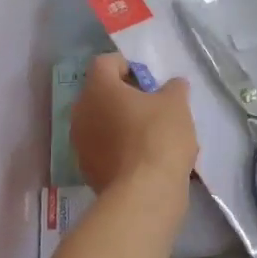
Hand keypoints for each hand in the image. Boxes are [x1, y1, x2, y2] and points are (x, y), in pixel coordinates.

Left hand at [71, 54, 197, 193]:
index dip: (127, 65)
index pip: (105, 63)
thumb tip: (173, 84)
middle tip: (151, 107)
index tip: (149, 80)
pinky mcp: (86, 171)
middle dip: (124, 97)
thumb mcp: (176, 104)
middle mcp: (81, 112)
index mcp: (98, 88)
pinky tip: (142, 161)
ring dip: (120, 124)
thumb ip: (174, 88)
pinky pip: (103, 149)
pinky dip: (118, 149)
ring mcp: (80, 144)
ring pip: (100, 123)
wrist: (144, 193)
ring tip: (149, 136)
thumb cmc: (158, 136)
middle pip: (100, 94)